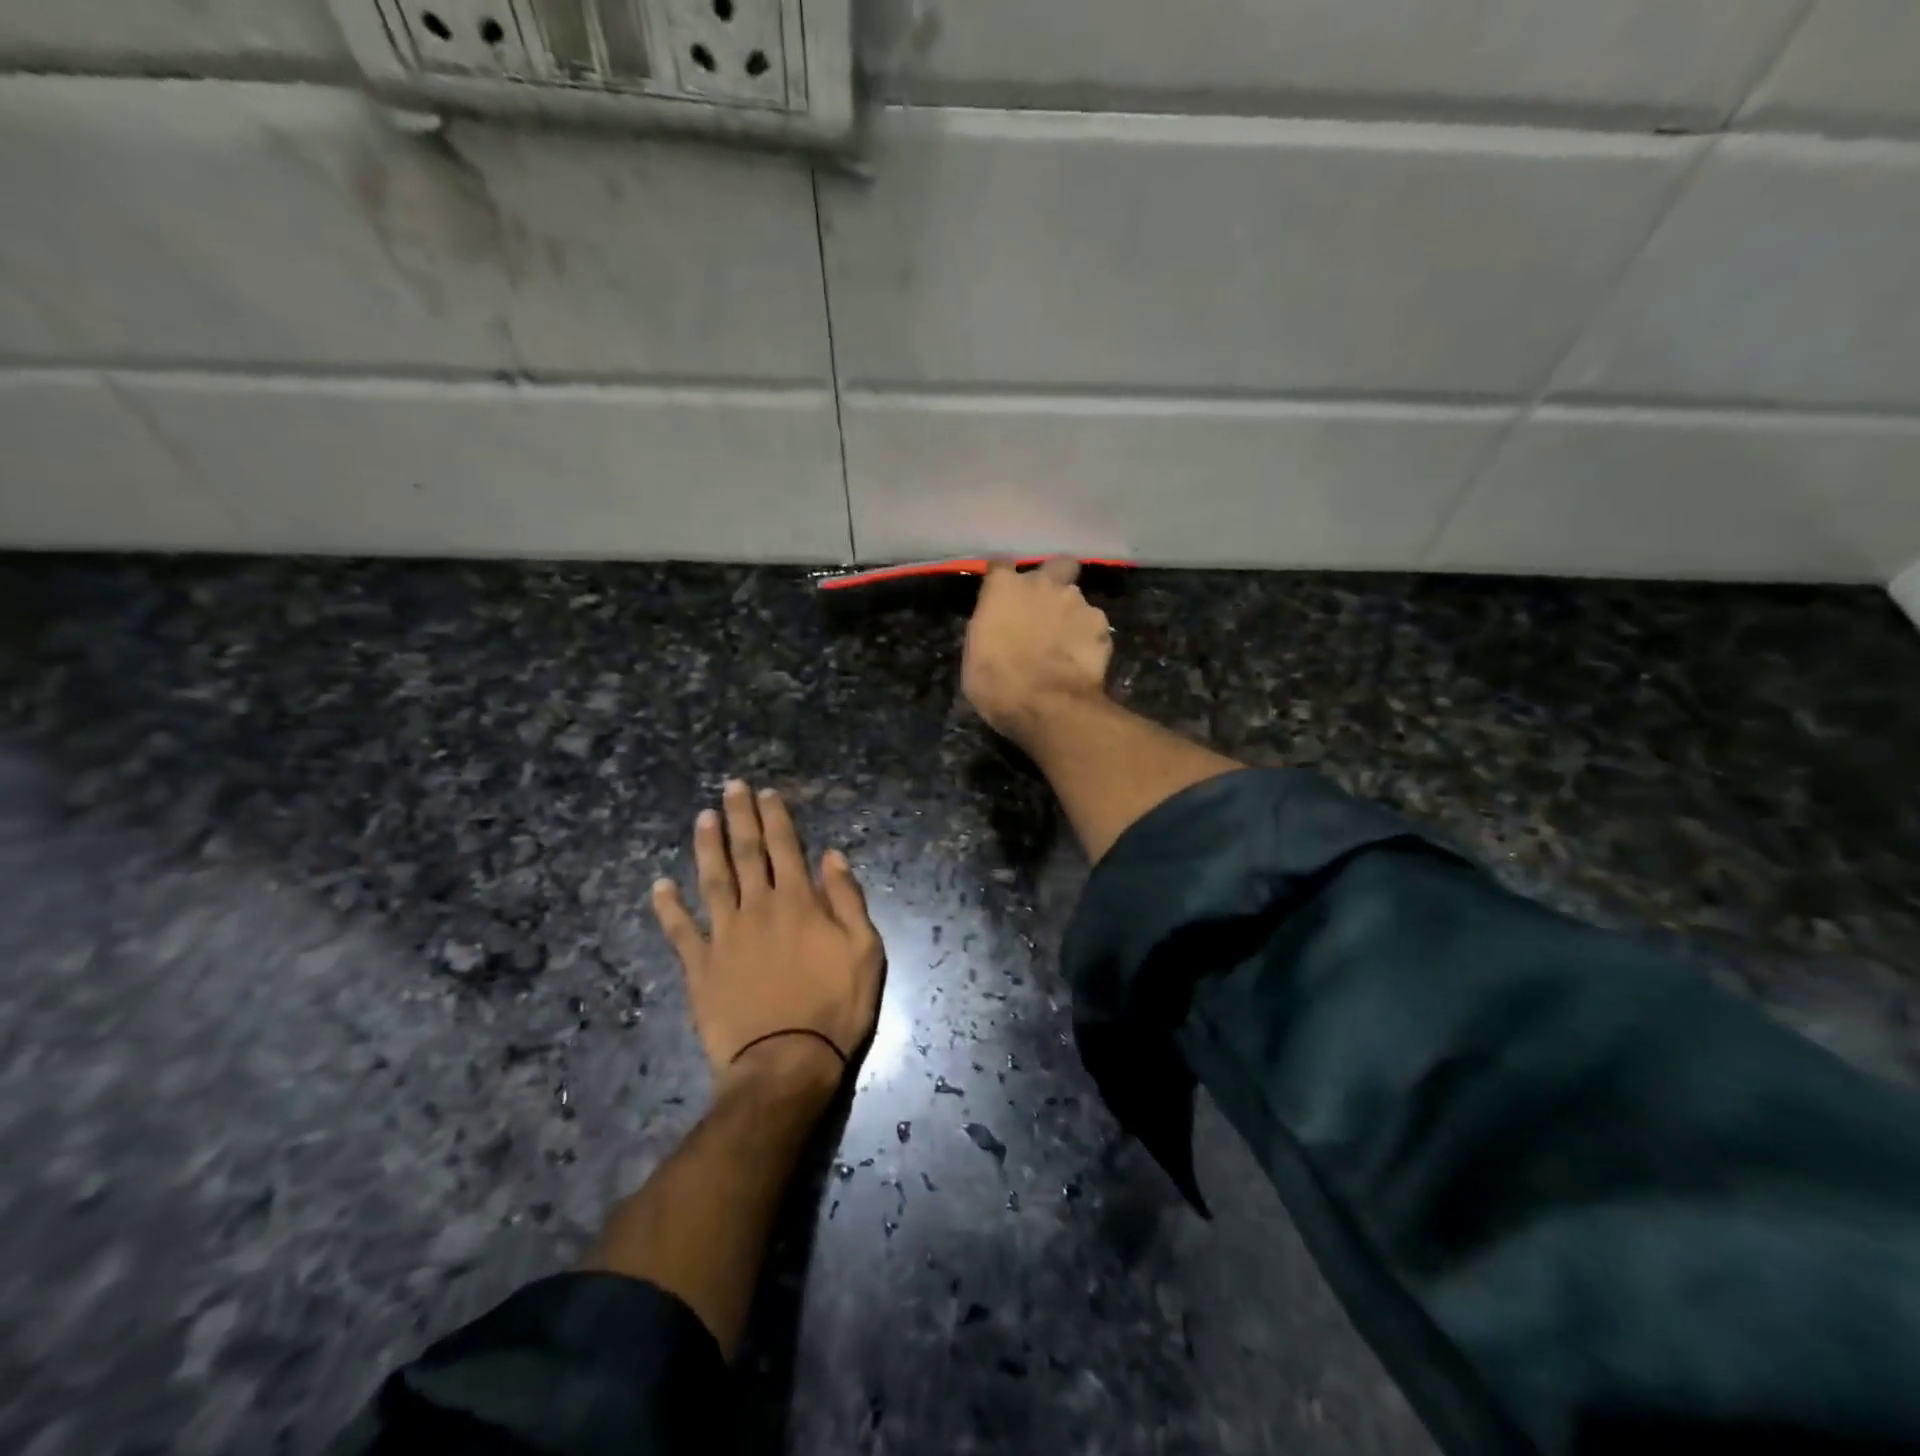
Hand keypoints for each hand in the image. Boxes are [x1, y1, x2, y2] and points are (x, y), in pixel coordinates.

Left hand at [652, 781, 883, 1099]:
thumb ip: (848, 900)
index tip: (766, 792)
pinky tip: (658, 886)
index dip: (776, 817)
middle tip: (731, 787)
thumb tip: (832, 856)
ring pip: (713, 881)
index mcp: (799, 903)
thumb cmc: (835, 1007)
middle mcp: (758, 909)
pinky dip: (668, 908)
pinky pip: (680, 931)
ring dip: (707, 847)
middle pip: (747, 854)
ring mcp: (725, 937)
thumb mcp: (865, 951)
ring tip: (702, 818)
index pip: (786, 848)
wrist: (786, 1063)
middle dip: (740, 817)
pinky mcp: (701, 967)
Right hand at [962, 558, 1113, 747]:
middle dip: (1055, 579)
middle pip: (1056, 565)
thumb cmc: (997, 684)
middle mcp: (1043, 584)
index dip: (1002, 580)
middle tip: (1048, 607)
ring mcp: (1077, 602)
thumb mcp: (975, 656)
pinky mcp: (1102, 625)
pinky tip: (1083, 659)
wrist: (1047, 706)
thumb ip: (989, 627)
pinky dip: (1089, 638)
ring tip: (1067, 644)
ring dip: (1072, 615)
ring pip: (1077, 599)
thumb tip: (998, 624)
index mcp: (1004, 588)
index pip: (1000, 566)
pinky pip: (1094, 626)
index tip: (1001, 595)